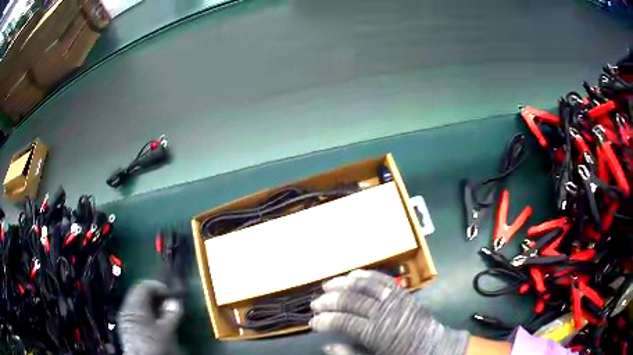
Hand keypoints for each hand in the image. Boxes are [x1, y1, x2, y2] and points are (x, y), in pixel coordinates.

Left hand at [117, 280, 181, 354]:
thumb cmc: (154, 343)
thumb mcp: (167, 330)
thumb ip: (171, 314)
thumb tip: (175, 302)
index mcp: (135, 304)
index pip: (145, 286)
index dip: (159, 287)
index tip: (171, 295)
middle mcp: (127, 306)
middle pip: (139, 293)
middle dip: (155, 296)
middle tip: (168, 304)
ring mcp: (125, 317)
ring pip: (137, 304)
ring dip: (150, 306)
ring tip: (163, 315)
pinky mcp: (126, 326)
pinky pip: (135, 313)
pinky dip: (145, 313)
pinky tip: (154, 323)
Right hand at [310, 270, 469, 354]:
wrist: (437, 347)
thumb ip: (350, 353)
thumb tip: (327, 344)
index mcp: (376, 332)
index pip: (343, 321)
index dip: (324, 320)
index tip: (312, 322)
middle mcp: (384, 312)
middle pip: (351, 300)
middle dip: (329, 301)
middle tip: (315, 304)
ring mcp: (395, 300)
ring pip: (365, 285)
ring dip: (344, 283)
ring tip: (328, 284)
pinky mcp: (404, 294)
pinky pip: (383, 280)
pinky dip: (367, 275)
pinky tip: (354, 274)